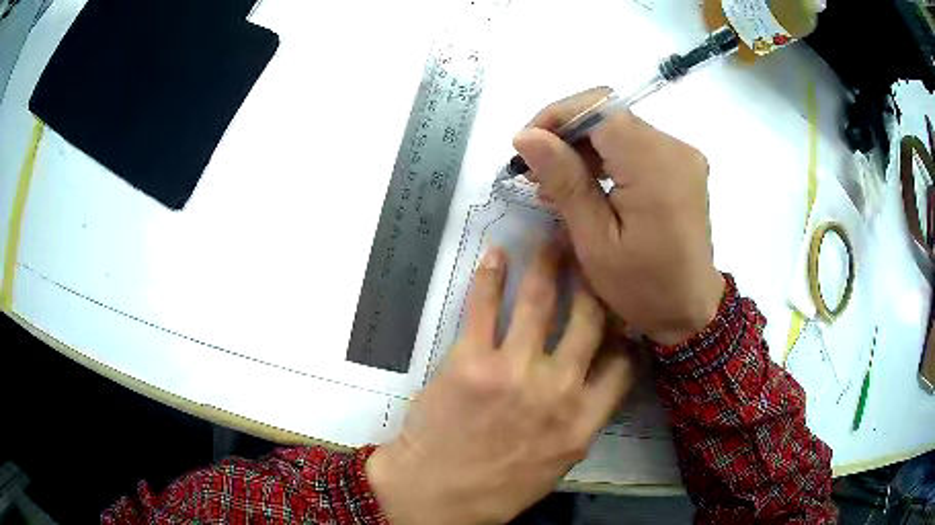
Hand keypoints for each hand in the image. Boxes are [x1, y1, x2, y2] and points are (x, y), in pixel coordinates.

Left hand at [367, 243, 634, 524]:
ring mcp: (513, 373)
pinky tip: (496, 256)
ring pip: (541, 302)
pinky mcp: (469, 362)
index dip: (624, 331)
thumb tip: (596, 384)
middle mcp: (557, 392)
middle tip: (592, 255)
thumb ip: (579, 423)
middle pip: (590, 320)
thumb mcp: (555, 465)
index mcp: (582, 422)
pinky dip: (490, 277)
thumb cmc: (496, 489)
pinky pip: (484, 308)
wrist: (435, 495)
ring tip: (552, 239)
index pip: (622, 363)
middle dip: (594, 281)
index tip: (619, 310)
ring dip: (549, 263)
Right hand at [512, 88, 725, 344]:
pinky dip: (606, 158)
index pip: (599, 108)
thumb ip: (564, 180)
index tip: (528, 146)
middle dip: (566, 135)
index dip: (558, 116)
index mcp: (655, 165)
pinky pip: (635, 145)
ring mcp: (681, 154)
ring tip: (557, 186)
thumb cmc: (642, 286)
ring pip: (619, 129)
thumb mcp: (595, 240)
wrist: (690, 309)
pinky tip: (588, 186)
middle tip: (537, 174)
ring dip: (584, 149)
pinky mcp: (681, 165)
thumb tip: (526, 136)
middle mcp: (674, 147)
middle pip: (609, 116)